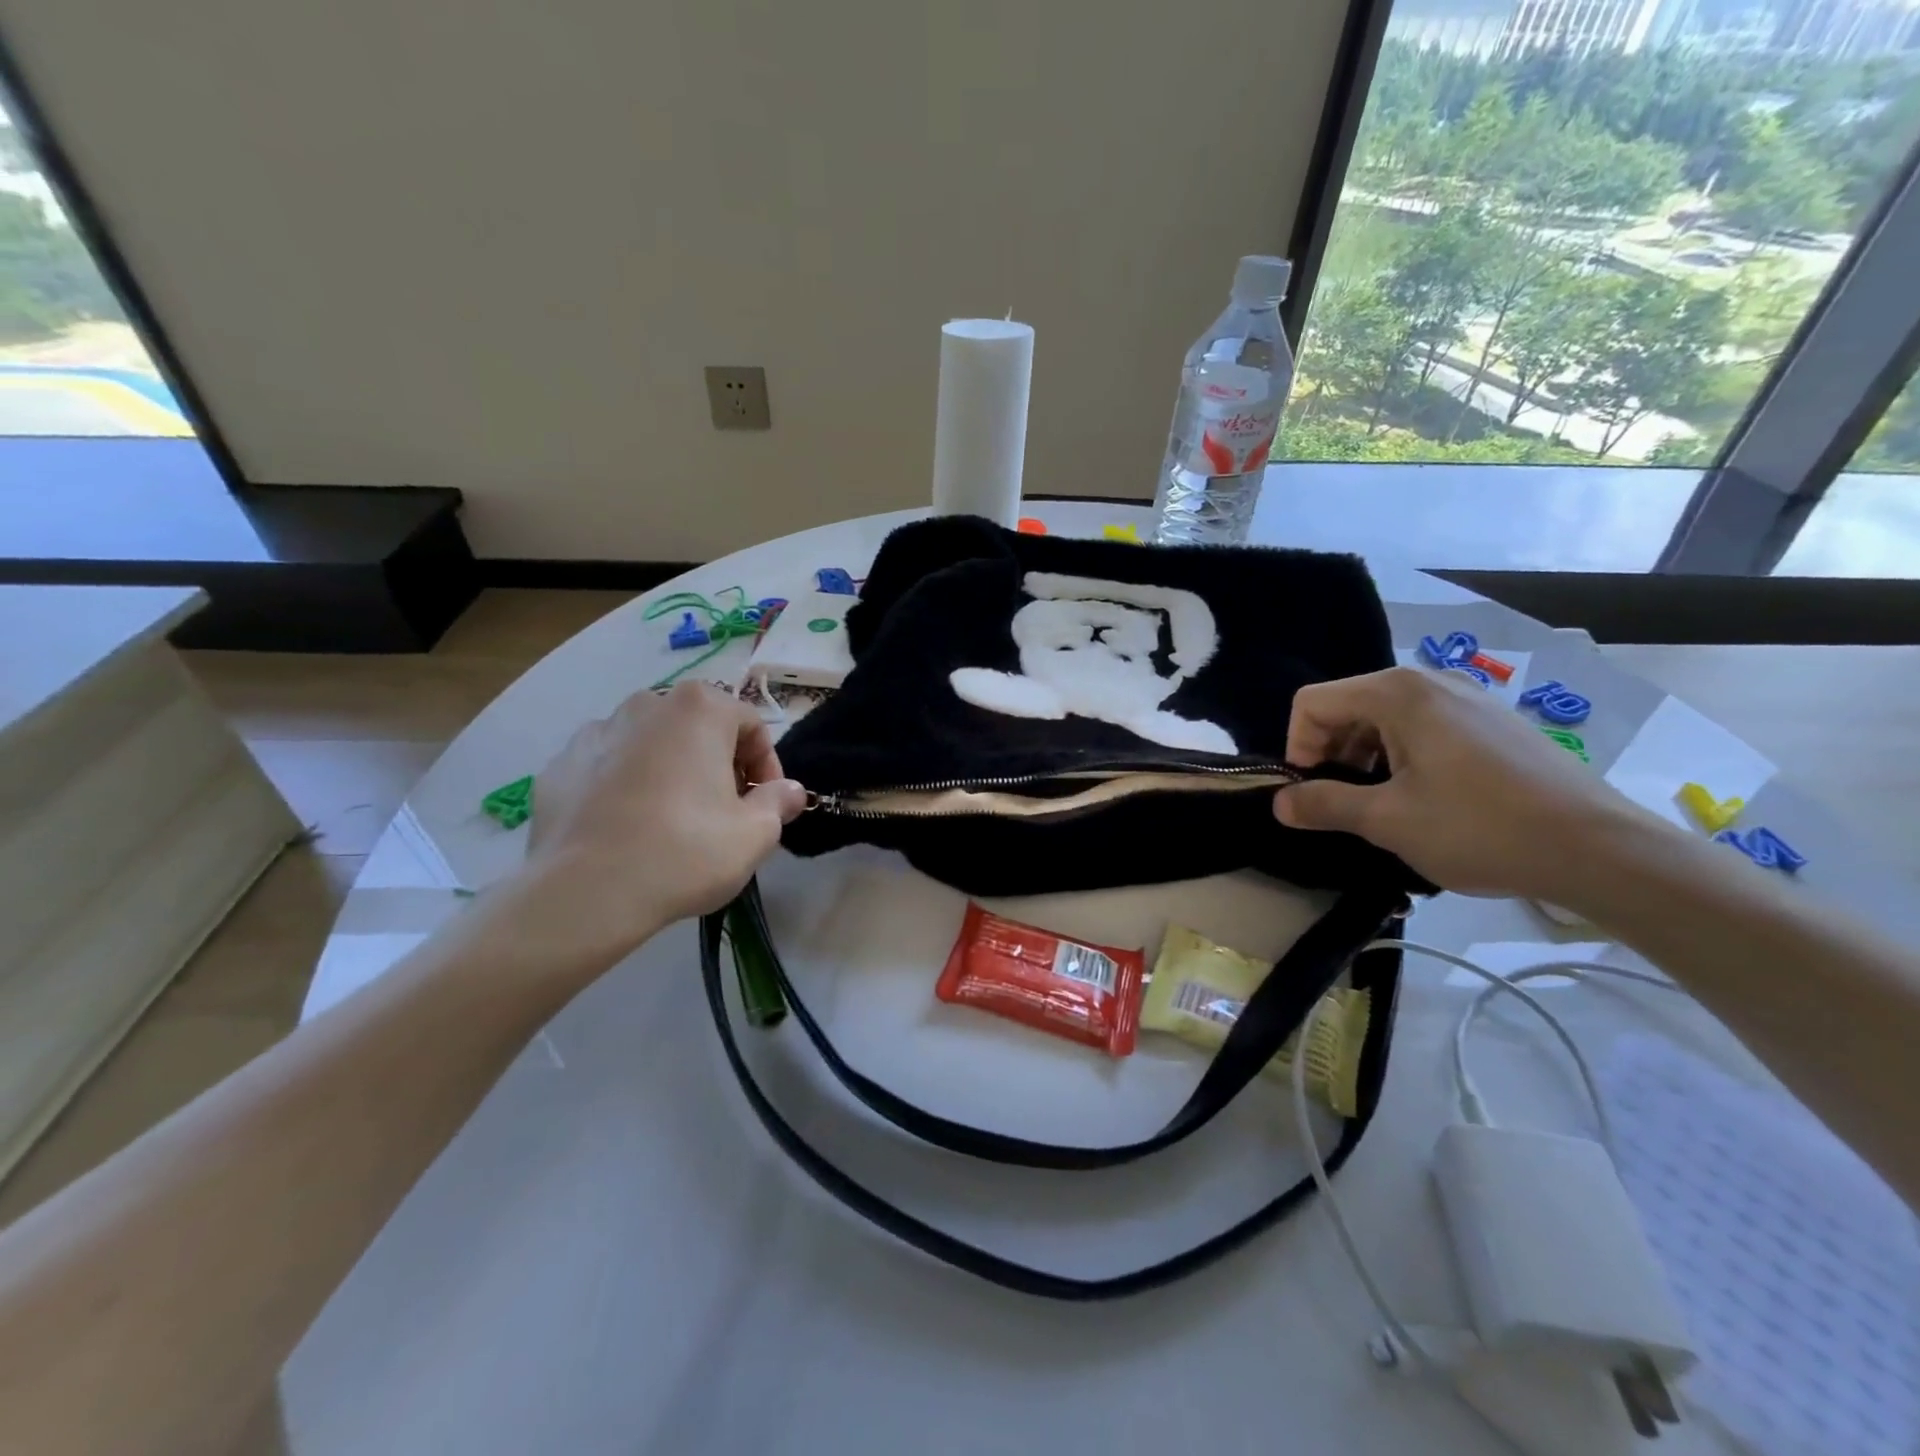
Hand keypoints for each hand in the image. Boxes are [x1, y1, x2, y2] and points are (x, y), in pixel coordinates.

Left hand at [514, 684, 806, 967]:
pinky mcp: (559, 766)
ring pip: (651, 746)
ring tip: (672, 822)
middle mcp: (646, 704)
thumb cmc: (686, 851)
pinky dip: (625, 787)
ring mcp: (596, 732)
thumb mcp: (756, 833)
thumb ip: (780, 802)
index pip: (751, 725)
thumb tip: (790, 790)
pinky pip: (608, 768)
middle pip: (699, 730)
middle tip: (724, 813)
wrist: (585, 893)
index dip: (766, 767)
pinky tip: (629, 829)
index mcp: (699, 708)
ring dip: (671, 772)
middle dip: (718, 765)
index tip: (765, 806)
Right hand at [1273, 666, 1643, 899]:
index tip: (1313, 793)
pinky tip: (1426, 799)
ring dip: (1365, 758)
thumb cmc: (1480, 828)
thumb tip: (1279, 803)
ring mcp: (1467, 698)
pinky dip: (1403, 757)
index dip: (1298, 748)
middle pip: (1347, 706)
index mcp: (1397, 693)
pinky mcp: (1492, 721)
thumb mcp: (1388, 820)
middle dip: (1331, 753)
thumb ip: (1324, 804)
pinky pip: (1423, 727)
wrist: (1600, 849)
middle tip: (1344, 803)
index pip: (1312, 703)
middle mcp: (1429, 682)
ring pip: (1384, 718)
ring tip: (1383, 805)